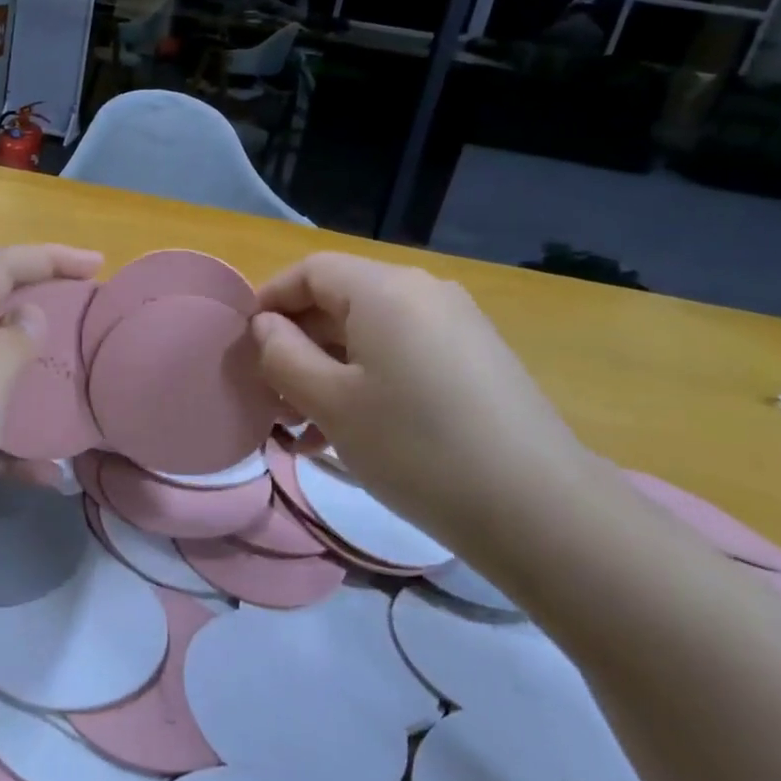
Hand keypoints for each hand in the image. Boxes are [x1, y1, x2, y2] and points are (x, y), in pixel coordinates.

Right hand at [251, 253, 596, 552]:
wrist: (537, 509)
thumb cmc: (415, 447)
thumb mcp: (330, 401)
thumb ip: (282, 355)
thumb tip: (266, 327)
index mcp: (385, 290)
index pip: (310, 271)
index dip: (270, 300)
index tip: (243, 345)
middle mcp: (423, 293)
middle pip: (339, 302)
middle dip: (296, 345)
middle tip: (268, 396)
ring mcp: (455, 327)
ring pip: (368, 335)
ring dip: (326, 371)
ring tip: (300, 427)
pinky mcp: (474, 363)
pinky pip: (401, 357)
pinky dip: (365, 383)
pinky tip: (345, 433)